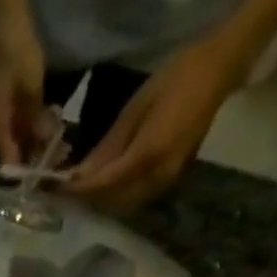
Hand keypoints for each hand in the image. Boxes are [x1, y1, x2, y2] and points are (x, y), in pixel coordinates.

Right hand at [0, 1, 48, 166]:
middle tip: (60, 154)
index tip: (48, 174)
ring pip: (15, 140)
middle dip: (35, 155)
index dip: (28, 171)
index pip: (9, 162)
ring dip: (36, 141)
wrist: (4, 22)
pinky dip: (30, 129)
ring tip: (59, 138)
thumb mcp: (32, 89)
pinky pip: (15, 128)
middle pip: (13, 153)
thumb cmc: (17, 53)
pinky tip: (47, 124)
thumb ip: (37, 121)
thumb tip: (45, 148)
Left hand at [63, 42, 238, 213]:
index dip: (79, 192)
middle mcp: (157, 177)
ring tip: (81, 196)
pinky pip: (136, 199)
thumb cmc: (176, 79)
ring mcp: (166, 182)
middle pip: (112, 203)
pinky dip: (117, 198)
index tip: (57, 192)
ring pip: (124, 206)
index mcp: (148, 155)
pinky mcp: (170, 181)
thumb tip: (80, 176)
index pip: (104, 185)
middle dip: (88, 202)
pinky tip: (104, 190)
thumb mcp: (135, 108)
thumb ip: (108, 147)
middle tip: (64, 197)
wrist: (219, 70)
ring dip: (101, 204)